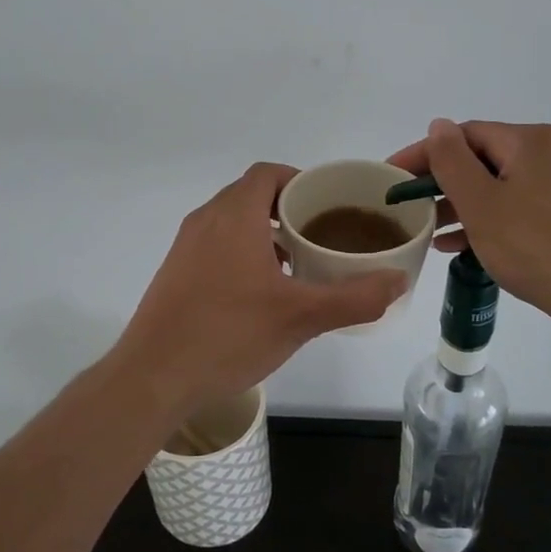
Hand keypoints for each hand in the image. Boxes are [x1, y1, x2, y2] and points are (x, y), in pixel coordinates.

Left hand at [113, 163, 404, 419]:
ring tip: (296, 264)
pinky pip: (215, 245)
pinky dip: (241, 252)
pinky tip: (259, 293)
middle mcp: (205, 220)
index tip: (327, 205)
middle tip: (321, 235)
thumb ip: (354, 297)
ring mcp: (185, 246)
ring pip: (232, 221)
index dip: (300, 181)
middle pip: (251, 195)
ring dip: (264, 232)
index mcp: (234, 216)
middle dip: (288, 209)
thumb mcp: (301, 317)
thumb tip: (398, 280)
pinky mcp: (175, 272)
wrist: (152, 377)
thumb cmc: (228, 335)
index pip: (268, 174)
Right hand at [388, 119, 550, 329]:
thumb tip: (439, 125)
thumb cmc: (534, 245)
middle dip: (443, 183)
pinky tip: (466, 246)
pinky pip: (519, 208)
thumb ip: (452, 161)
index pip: (464, 135)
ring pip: (500, 187)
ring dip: (463, 206)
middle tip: (412, 207)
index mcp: (530, 141)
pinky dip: (490, 221)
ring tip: (433, 232)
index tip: (393, 176)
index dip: (424, 153)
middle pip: (483, 160)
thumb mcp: (481, 203)